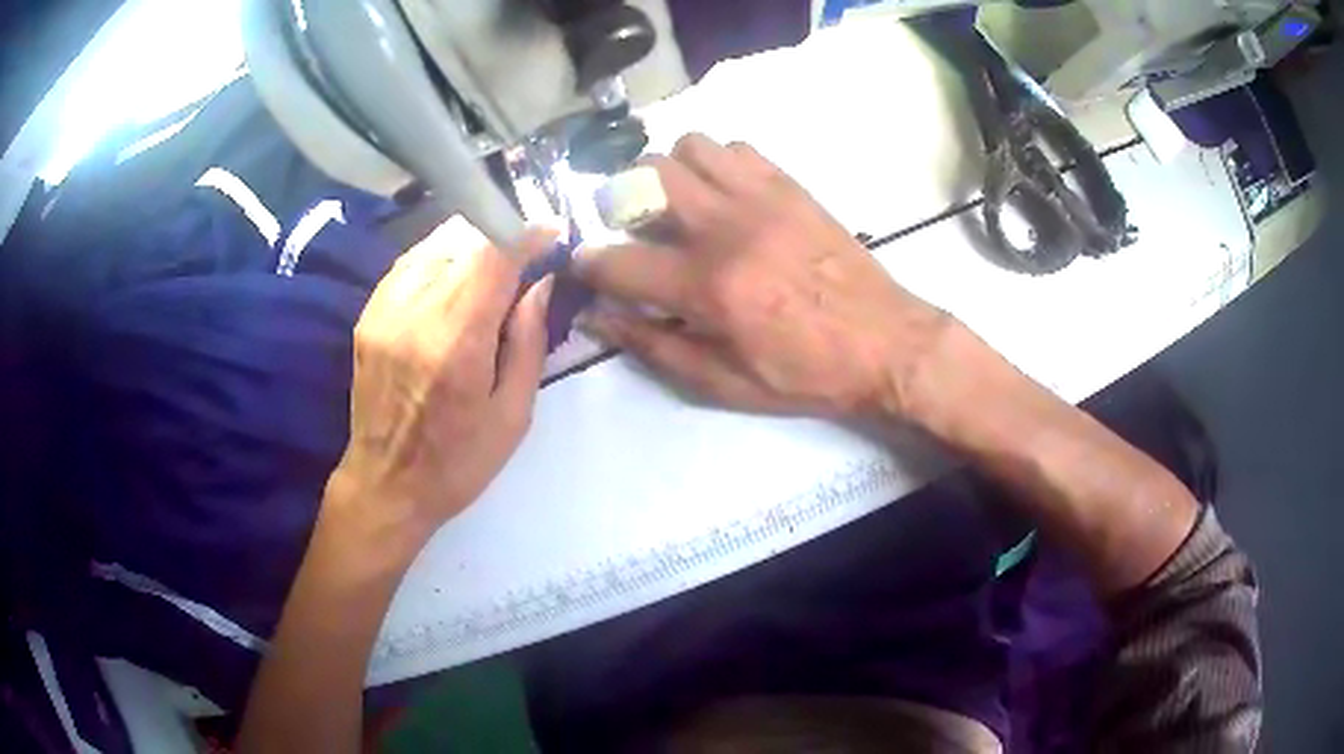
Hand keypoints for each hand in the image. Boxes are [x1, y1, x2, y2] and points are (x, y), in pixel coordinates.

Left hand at [328, 217, 555, 545]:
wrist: (385, 484)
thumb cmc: (457, 462)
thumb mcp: (513, 414)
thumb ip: (528, 340)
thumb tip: (541, 282)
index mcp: (456, 344)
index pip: (493, 257)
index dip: (526, 233)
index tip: (552, 231)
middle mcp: (414, 314)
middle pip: (463, 239)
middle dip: (502, 234)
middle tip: (527, 253)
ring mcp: (384, 309)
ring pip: (434, 242)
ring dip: (471, 242)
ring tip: (494, 264)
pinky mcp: (368, 313)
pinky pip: (410, 262)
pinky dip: (440, 257)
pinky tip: (456, 278)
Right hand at [576, 134, 948, 418]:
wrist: (886, 344)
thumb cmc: (805, 373)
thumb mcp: (723, 383)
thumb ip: (654, 346)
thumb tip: (598, 318)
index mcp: (707, 287)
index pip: (616, 261)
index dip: (587, 265)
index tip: (583, 266)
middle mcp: (726, 228)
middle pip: (645, 178)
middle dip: (620, 199)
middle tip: (631, 225)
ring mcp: (761, 198)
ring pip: (689, 147)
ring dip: (669, 171)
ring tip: (679, 203)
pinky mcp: (790, 186)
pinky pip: (736, 148)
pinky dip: (716, 162)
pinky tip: (725, 194)